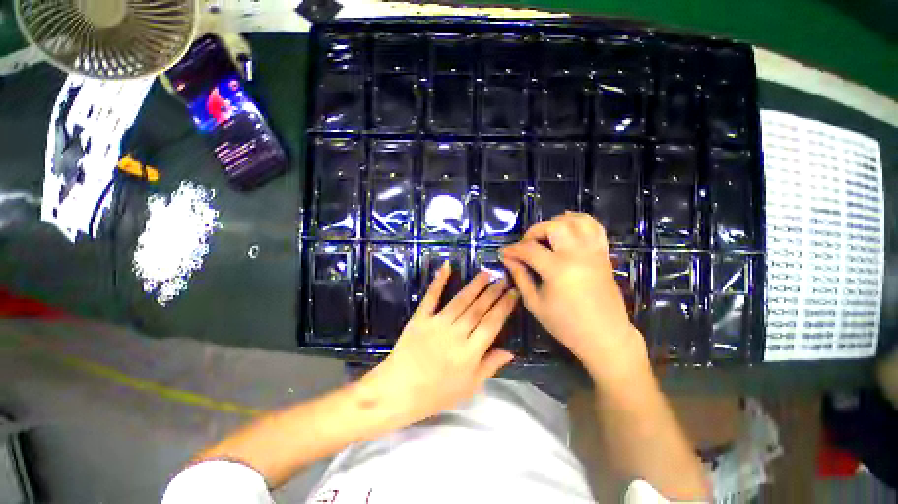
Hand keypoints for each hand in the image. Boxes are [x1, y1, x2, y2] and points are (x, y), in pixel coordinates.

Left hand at [359, 263, 518, 428]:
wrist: (398, 391)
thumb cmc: (436, 394)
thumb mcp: (469, 388)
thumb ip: (490, 367)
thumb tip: (510, 351)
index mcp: (469, 353)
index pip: (492, 324)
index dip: (504, 306)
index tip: (513, 293)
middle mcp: (456, 334)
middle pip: (478, 309)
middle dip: (493, 292)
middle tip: (503, 278)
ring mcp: (437, 323)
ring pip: (460, 300)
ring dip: (474, 285)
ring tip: (486, 273)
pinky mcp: (420, 318)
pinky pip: (432, 297)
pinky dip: (439, 281)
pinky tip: (447, 267)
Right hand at [500, 212, 647, 380]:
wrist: (605, 336)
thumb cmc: (566, 324)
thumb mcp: (534, 303)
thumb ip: (520, 277)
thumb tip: (508, 258)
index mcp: (558, 270)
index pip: (529, 249)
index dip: (513, 249)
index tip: (504, 253)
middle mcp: (577, 255)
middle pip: (554, 226)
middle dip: (534, 231)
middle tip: (526, 244)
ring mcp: (593, 252)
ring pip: (577, 220)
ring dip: (557, 222)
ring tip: (546, 235)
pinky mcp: (603, 254)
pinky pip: (595, 227)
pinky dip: (580, 221)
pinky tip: (567, 226)